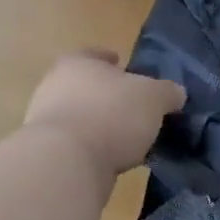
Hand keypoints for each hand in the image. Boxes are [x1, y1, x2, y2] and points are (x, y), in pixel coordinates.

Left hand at [24, 51, 184, 178]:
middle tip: (132, 106)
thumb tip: (176, 94)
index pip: (95, 54)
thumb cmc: (110, 115)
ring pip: (79, 117)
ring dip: (99, 125)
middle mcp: (54, 86)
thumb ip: (167, 92)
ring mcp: (44, 122)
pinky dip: (91, 150)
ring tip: (126, 139)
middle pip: (85, 86)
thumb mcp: (153, 98)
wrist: (64, 165)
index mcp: (77, 62)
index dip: (112, 60)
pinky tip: (111, 160)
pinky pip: (74, 146)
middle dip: (106, 95)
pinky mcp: (44, 155)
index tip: (124, 67)